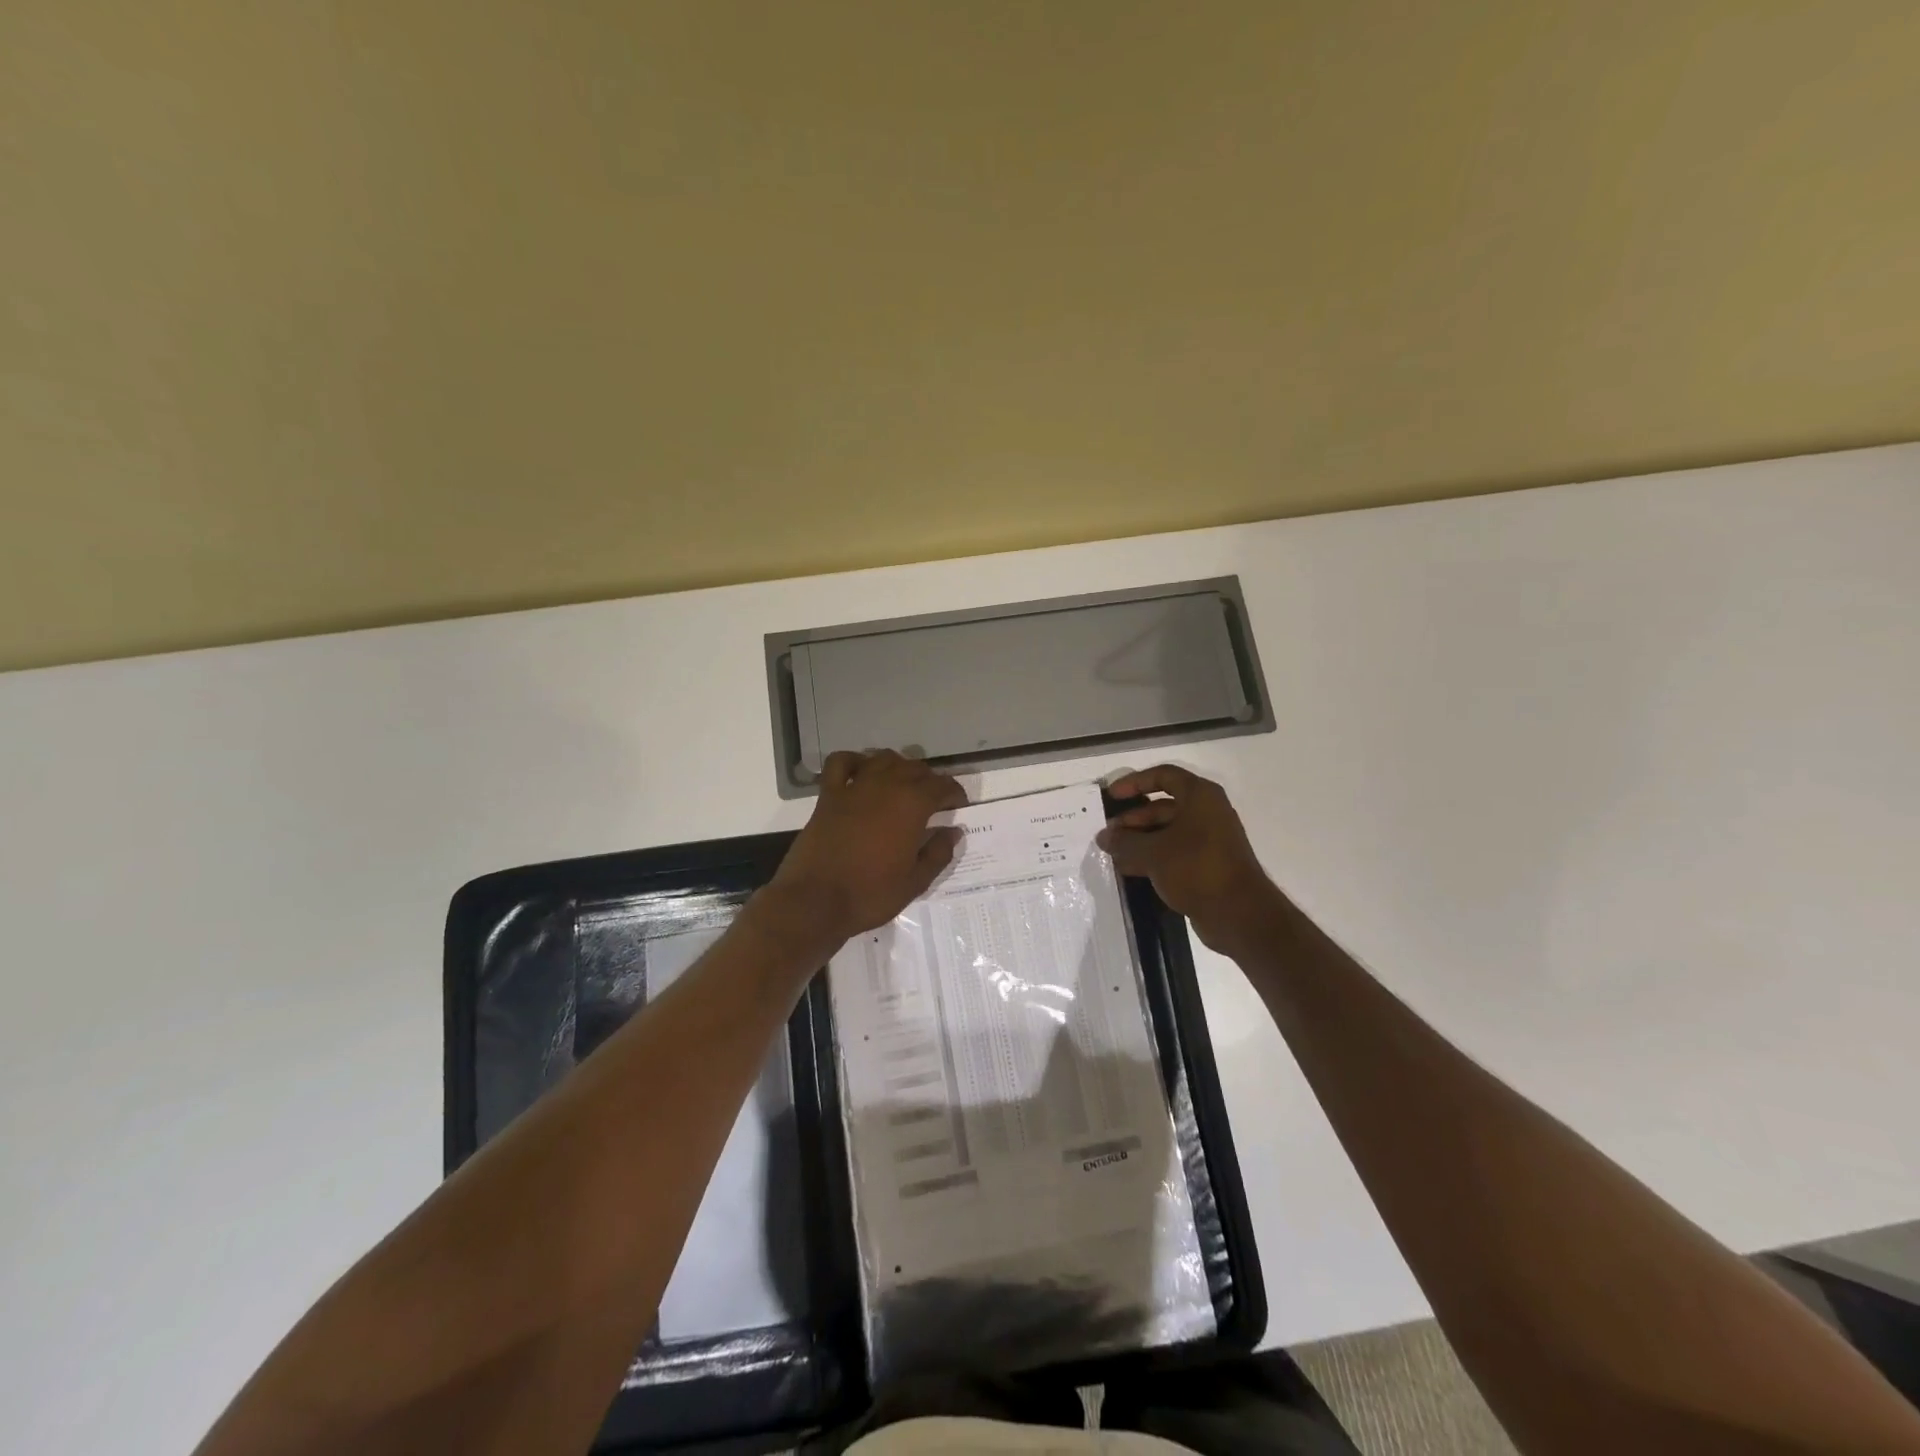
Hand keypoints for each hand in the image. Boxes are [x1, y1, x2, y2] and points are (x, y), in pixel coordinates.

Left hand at [761, 750, 967, 948]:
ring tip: (903, 783)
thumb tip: (953, 832)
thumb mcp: (915, 882)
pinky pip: (841, 762)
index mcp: (912, 805)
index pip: (942, 786)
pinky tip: (862, 771)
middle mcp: (886, 786)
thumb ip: (938, 853)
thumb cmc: (870, 894)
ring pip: (883, 759)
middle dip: (929, 780)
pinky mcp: (828, 795)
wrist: (815, 901)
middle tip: (933, 799)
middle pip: (915, 768)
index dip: (954, 793)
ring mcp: (854, 787)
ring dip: (898, 766)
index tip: (958, 804)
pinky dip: (854, 760)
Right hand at [1098, 765, 1277, 952]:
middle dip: (1133, 819)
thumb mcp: (1153, 852)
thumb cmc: (1196, 868)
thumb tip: (1104, 838)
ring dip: (1139, 840)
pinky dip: (1152, 857)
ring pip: (1167, 832)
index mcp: (1200, 796)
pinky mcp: (1208, 865)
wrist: (1239, 913)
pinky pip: (1174, 853)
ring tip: (1113, 853)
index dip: (1134, 782)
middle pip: (1162, 806)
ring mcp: (1209, 840)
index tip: (1112, 797)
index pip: (1163, 776)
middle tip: (1108, 834)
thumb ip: (1125, 842)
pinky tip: (1129, 869)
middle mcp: (1207, 812)